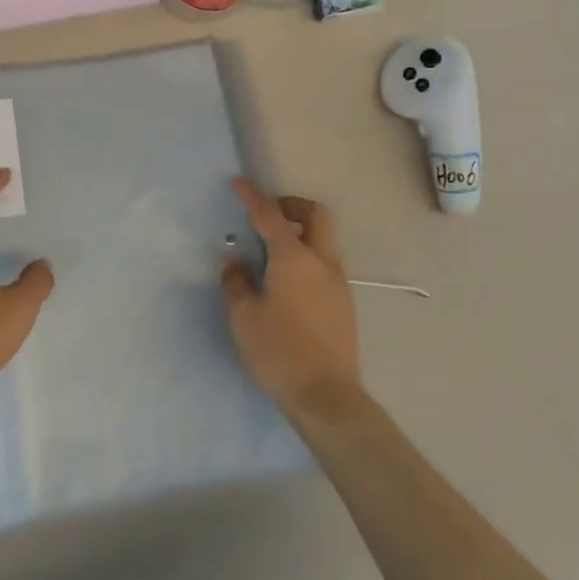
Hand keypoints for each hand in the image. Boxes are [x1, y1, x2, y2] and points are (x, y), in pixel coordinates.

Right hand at [222, 180, 363, 422]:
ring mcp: (338, 283)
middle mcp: (321, 262)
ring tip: (271, 253)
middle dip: (291, 205)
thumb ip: (236, 282)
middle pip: (315, 215)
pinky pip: (325, 264)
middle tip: (268, 215)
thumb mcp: (243, 316)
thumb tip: (235, 262)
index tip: (238, 183)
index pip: (270, 215)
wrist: (327, 397)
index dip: (252, 195)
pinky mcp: (343, 304)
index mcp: (294, 258)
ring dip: (300, 233)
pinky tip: (286, 282)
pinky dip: (307, 257)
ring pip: (324, 240)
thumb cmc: (279, 351)